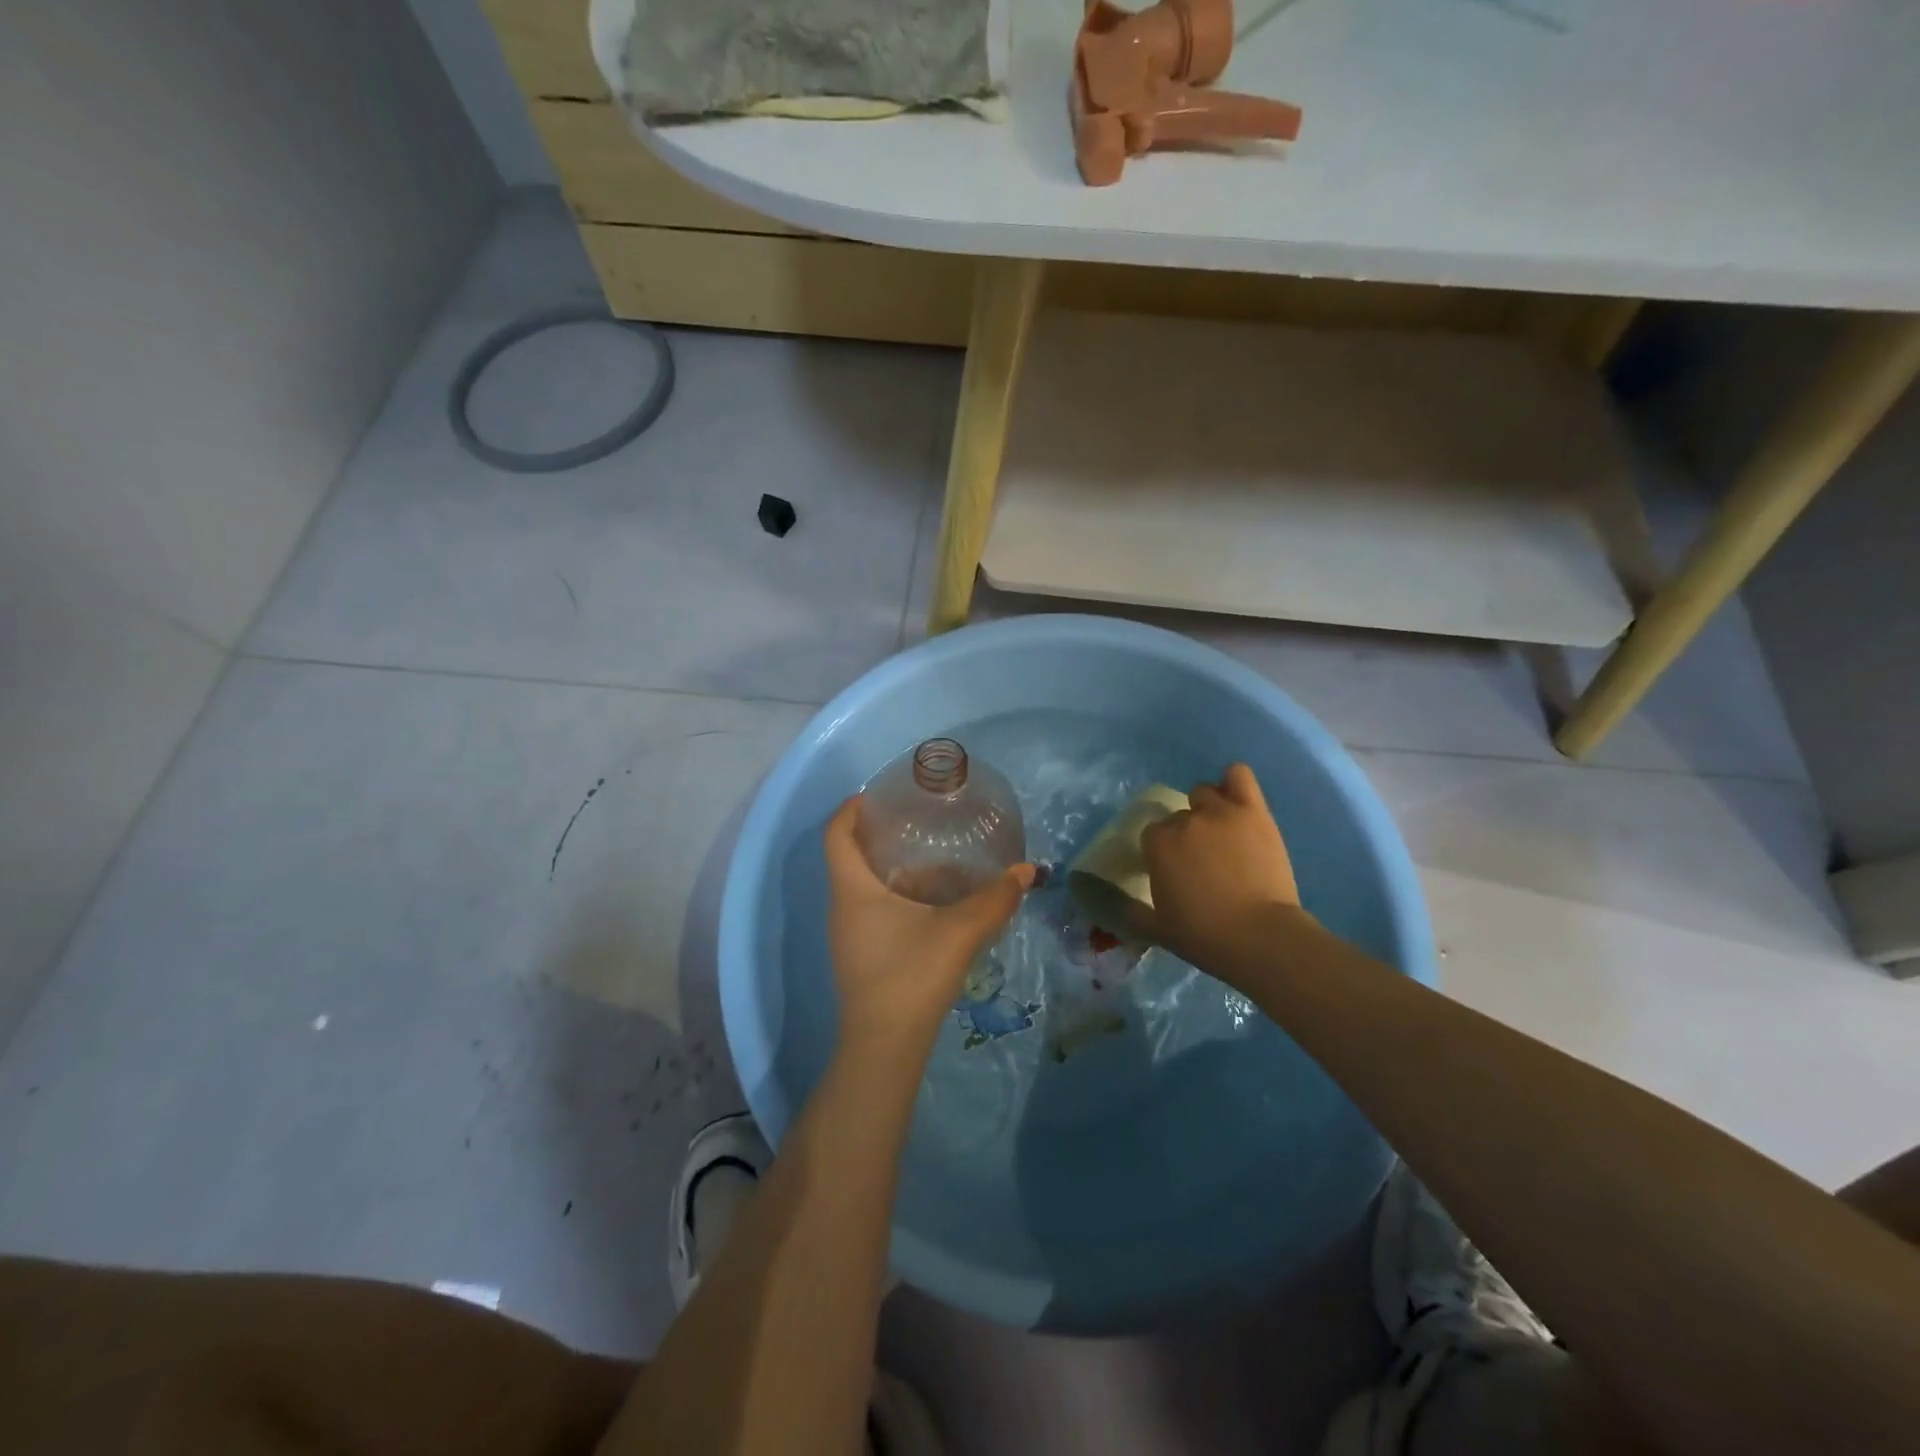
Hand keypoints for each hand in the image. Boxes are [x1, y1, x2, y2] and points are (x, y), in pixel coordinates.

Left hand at [824, 796, 1033, 1057]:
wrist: (885, 1047)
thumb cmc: (912, 975)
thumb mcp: (959, 932)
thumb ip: (995, 899)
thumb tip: (1026, 870)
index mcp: (853, 890)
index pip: (835, 834)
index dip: (850, 809)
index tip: (876, 795)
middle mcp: (842, 907)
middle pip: (848, 857)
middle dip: (875, 835)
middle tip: (914, 822)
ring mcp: (847, 935)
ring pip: (861, 886)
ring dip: (887, 868)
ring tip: (928, 857)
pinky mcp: (859, 956)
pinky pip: (870, 910)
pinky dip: (893, 895)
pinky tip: (929, 904)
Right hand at [1137, 764, 1302, 980]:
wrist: (1260, 936)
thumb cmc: (1204, 936)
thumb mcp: (1158, 931)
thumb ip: (1133, 914)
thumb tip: (1117, 907)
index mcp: (1158, 844)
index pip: (1152, 834)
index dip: (1161, 851)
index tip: (1172, 870)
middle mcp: (1185, 821)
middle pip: (1178, 816)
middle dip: (1185, 834)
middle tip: (1199, 859)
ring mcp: (1221, 812)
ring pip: (1204, 793)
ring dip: (1206, 808)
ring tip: (1219, 831)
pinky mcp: (1253, 811)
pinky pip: (1238, 776)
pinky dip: (1233, 781)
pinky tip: (1235, 799)